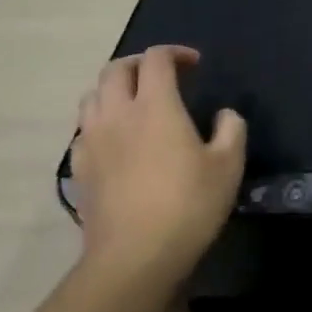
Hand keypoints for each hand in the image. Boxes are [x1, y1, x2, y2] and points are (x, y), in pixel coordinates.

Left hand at [72, 46, 245, 285]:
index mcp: (155, 105)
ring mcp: (92, 141)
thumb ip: (231, 130)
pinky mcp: (80, 169)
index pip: (156, 59)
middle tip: (162, 76)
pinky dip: (99, 121)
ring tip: (135, 103)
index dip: (175, 53)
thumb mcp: (228, 166)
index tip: (194, 64)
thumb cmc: (187, 206)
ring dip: (114, 89)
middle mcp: (117, 113)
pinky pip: (83, 129)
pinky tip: (115, 140)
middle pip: (116, 69)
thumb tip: (225, 115)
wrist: (133, 258)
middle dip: (139, 64)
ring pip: (92, 96)